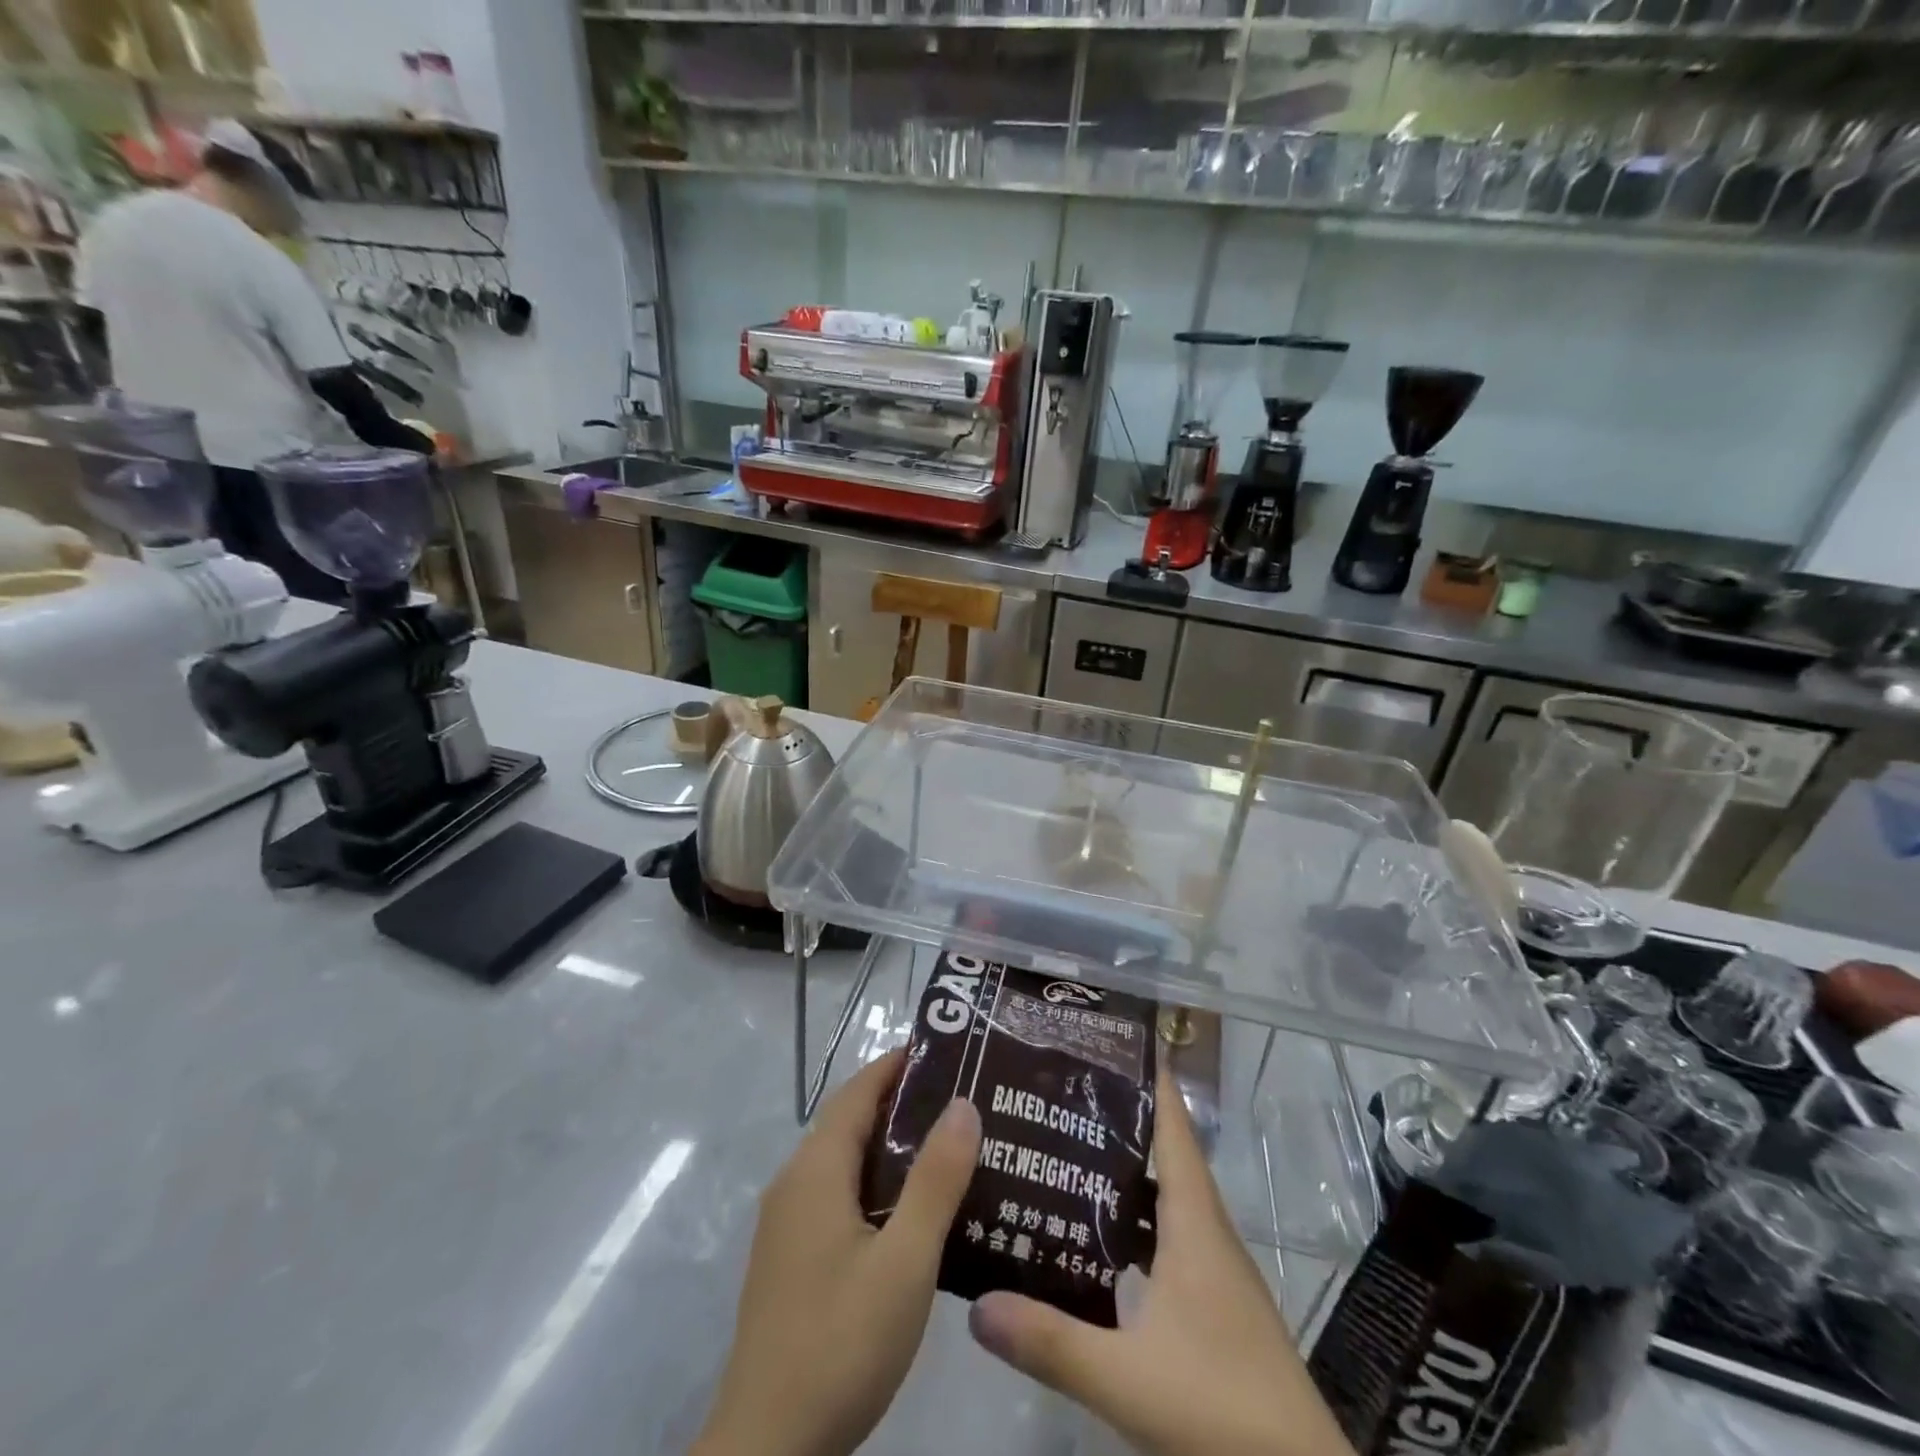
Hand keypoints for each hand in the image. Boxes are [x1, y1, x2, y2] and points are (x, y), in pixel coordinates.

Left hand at [693, 1050, 982, 1455]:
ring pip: (844, 1163)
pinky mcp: (790, 1260)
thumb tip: (963, 1103)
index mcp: (816, 1170)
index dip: (896, 1064)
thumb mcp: (905, 1260)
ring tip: (949, 1149)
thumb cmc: (840, 1342)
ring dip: (890, 1147)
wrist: (767, 1450)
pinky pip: (837, 1197)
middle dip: (901, 1103)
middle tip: (962, 1100)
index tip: (945, 1050)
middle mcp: (795, 1184)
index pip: (858, 1091)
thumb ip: (936, 1180)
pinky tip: (912, 1214)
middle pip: (849, 1122)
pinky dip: (875, 1184)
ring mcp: (787, 1224)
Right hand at [968, 1069, 1354, 1455]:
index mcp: (1195, 1223)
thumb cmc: (1221, 1407)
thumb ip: (1051, 1340)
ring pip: (1167, 1199)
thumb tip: (976, 1304)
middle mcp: (1209, 1232)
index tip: (1107, 1044)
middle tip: (1060, 1097)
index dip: (1149, 1080)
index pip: (1174, 1128)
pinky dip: (1136, 1222)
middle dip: (1119, 1120)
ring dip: (1126, 1173)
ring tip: (1067, 1155)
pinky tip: (1100, 1241)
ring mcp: (1217, 1270)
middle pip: (1165, 1155)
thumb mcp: (1126, 1378)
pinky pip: (1171, 1238)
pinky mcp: (1217, 1305)